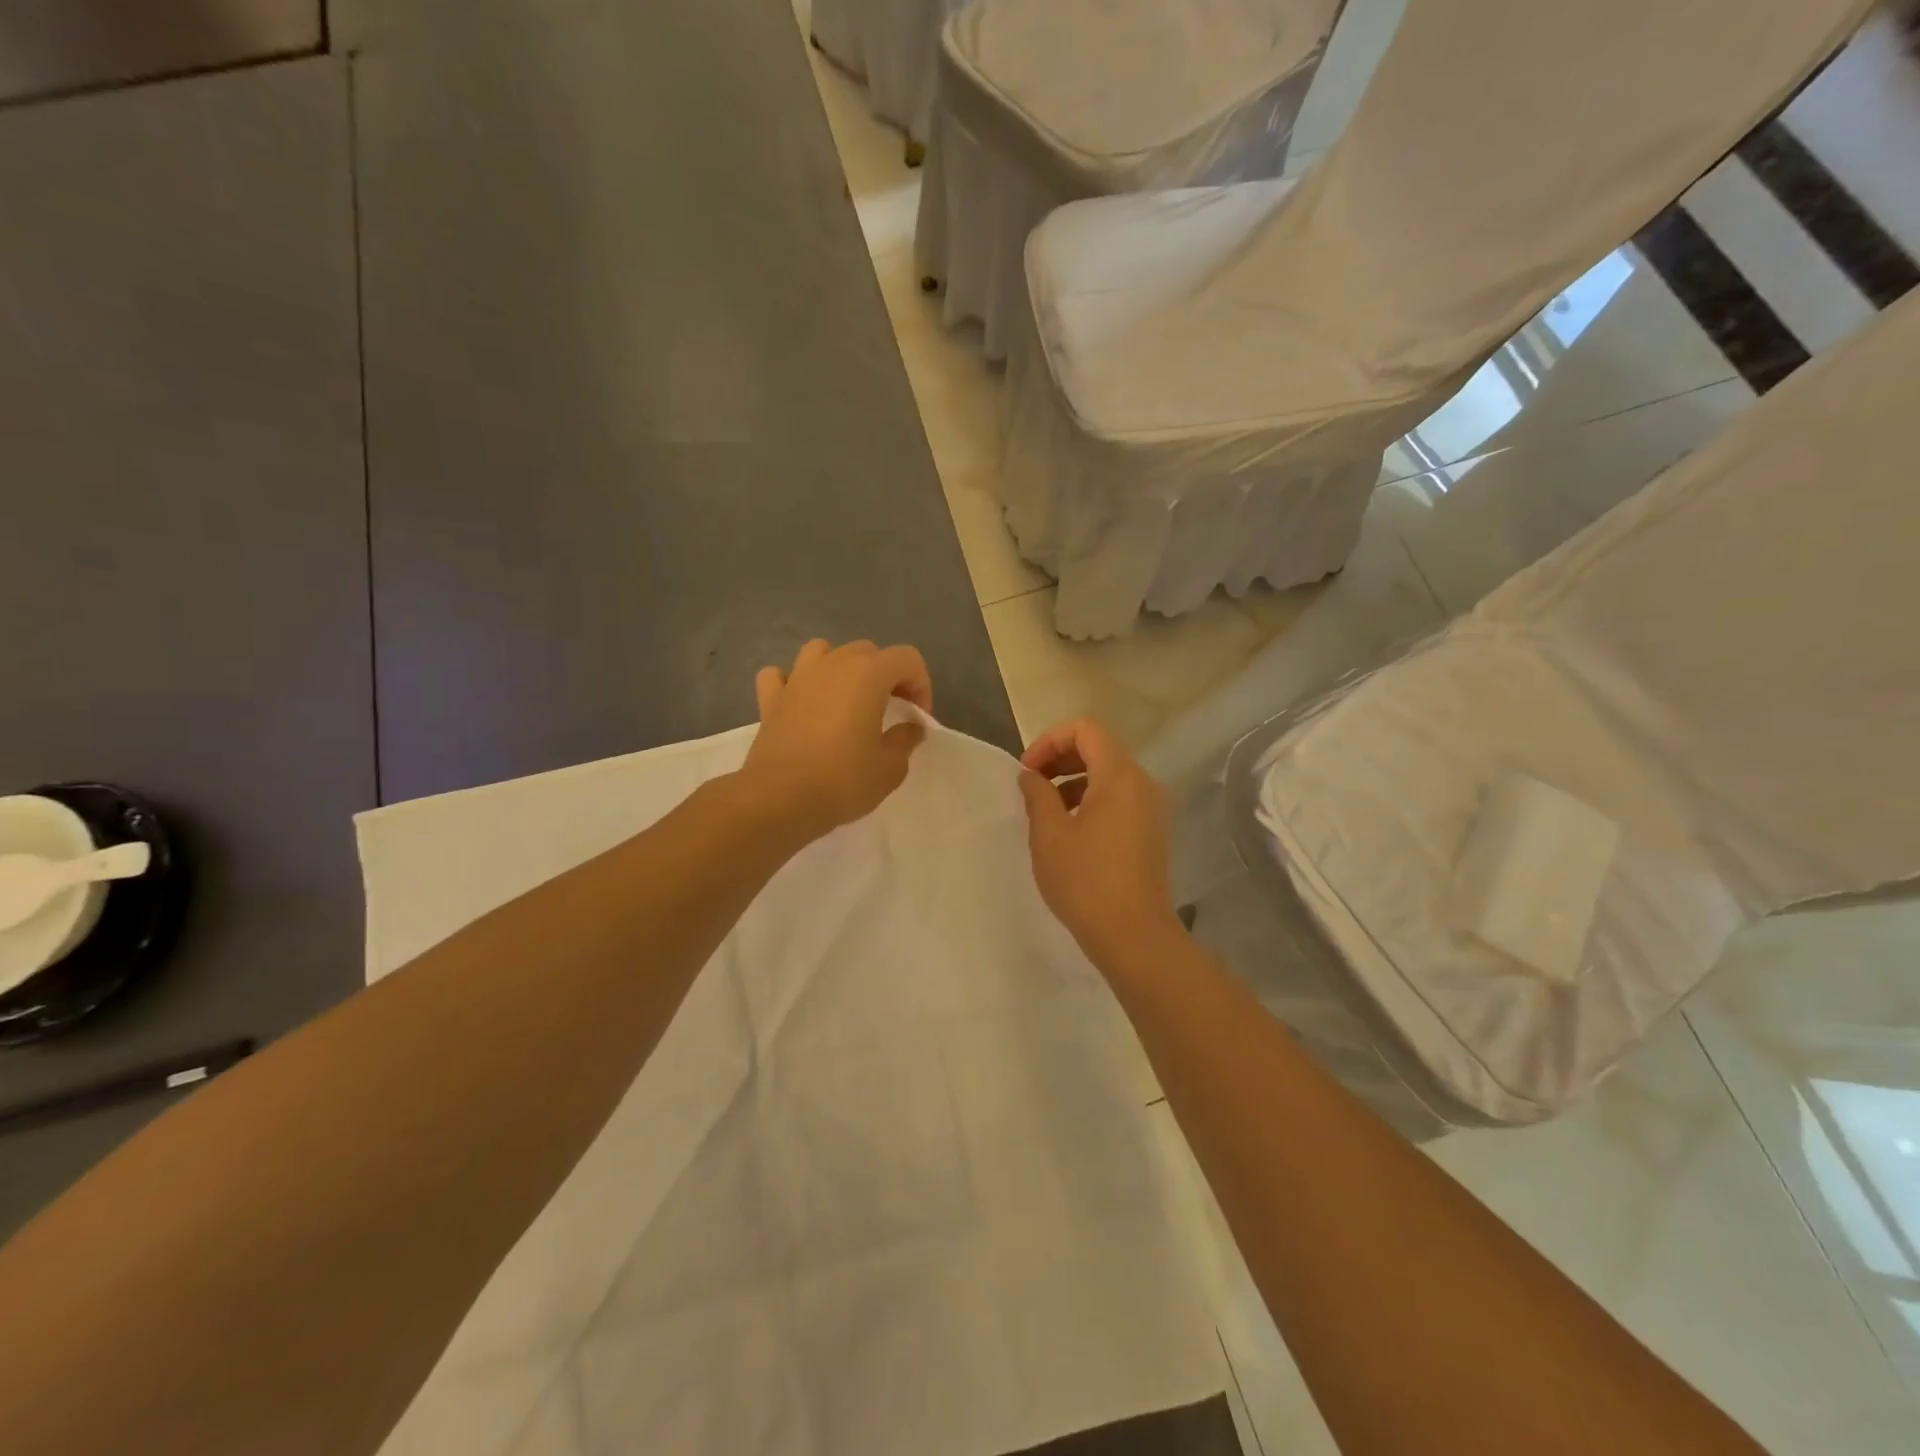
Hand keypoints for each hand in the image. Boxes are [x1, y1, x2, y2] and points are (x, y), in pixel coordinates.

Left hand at [741, 639, 932, 844]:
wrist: (780, 799)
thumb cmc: (843, 780)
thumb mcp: (890, 768)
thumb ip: (906, 740)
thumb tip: (910, 727)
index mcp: (868, 674)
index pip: (907, 659)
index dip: (920, 685)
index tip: (916, 718)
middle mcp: (833, 664)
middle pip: (868, 651)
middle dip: (884, 675)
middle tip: (889, 710)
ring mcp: (797, 678)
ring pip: (823, 651)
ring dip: (839, 667)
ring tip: (845, 698)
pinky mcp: (770, 698)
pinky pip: (781, 675)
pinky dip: (793, 683)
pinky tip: (800, 702)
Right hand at [1017, 718, 1182, 973]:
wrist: (1134, 936)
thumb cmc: (1086, 881)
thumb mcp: (1049, 834)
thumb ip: (1037, 794)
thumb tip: (1031, 776)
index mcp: (1120, 775)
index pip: (1084, 729)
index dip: (1049, 741)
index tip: (1027, 771)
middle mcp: (1142, 783)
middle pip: (1098, 748)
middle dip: (1059, 759)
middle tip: (1031, 786)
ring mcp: (1152, 808)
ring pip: (1108, 775)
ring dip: (1073, 782)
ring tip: (1045, 813)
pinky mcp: (1151, 832)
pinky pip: (1119, 799)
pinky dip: (1091, 801)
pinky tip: (1069, 832)